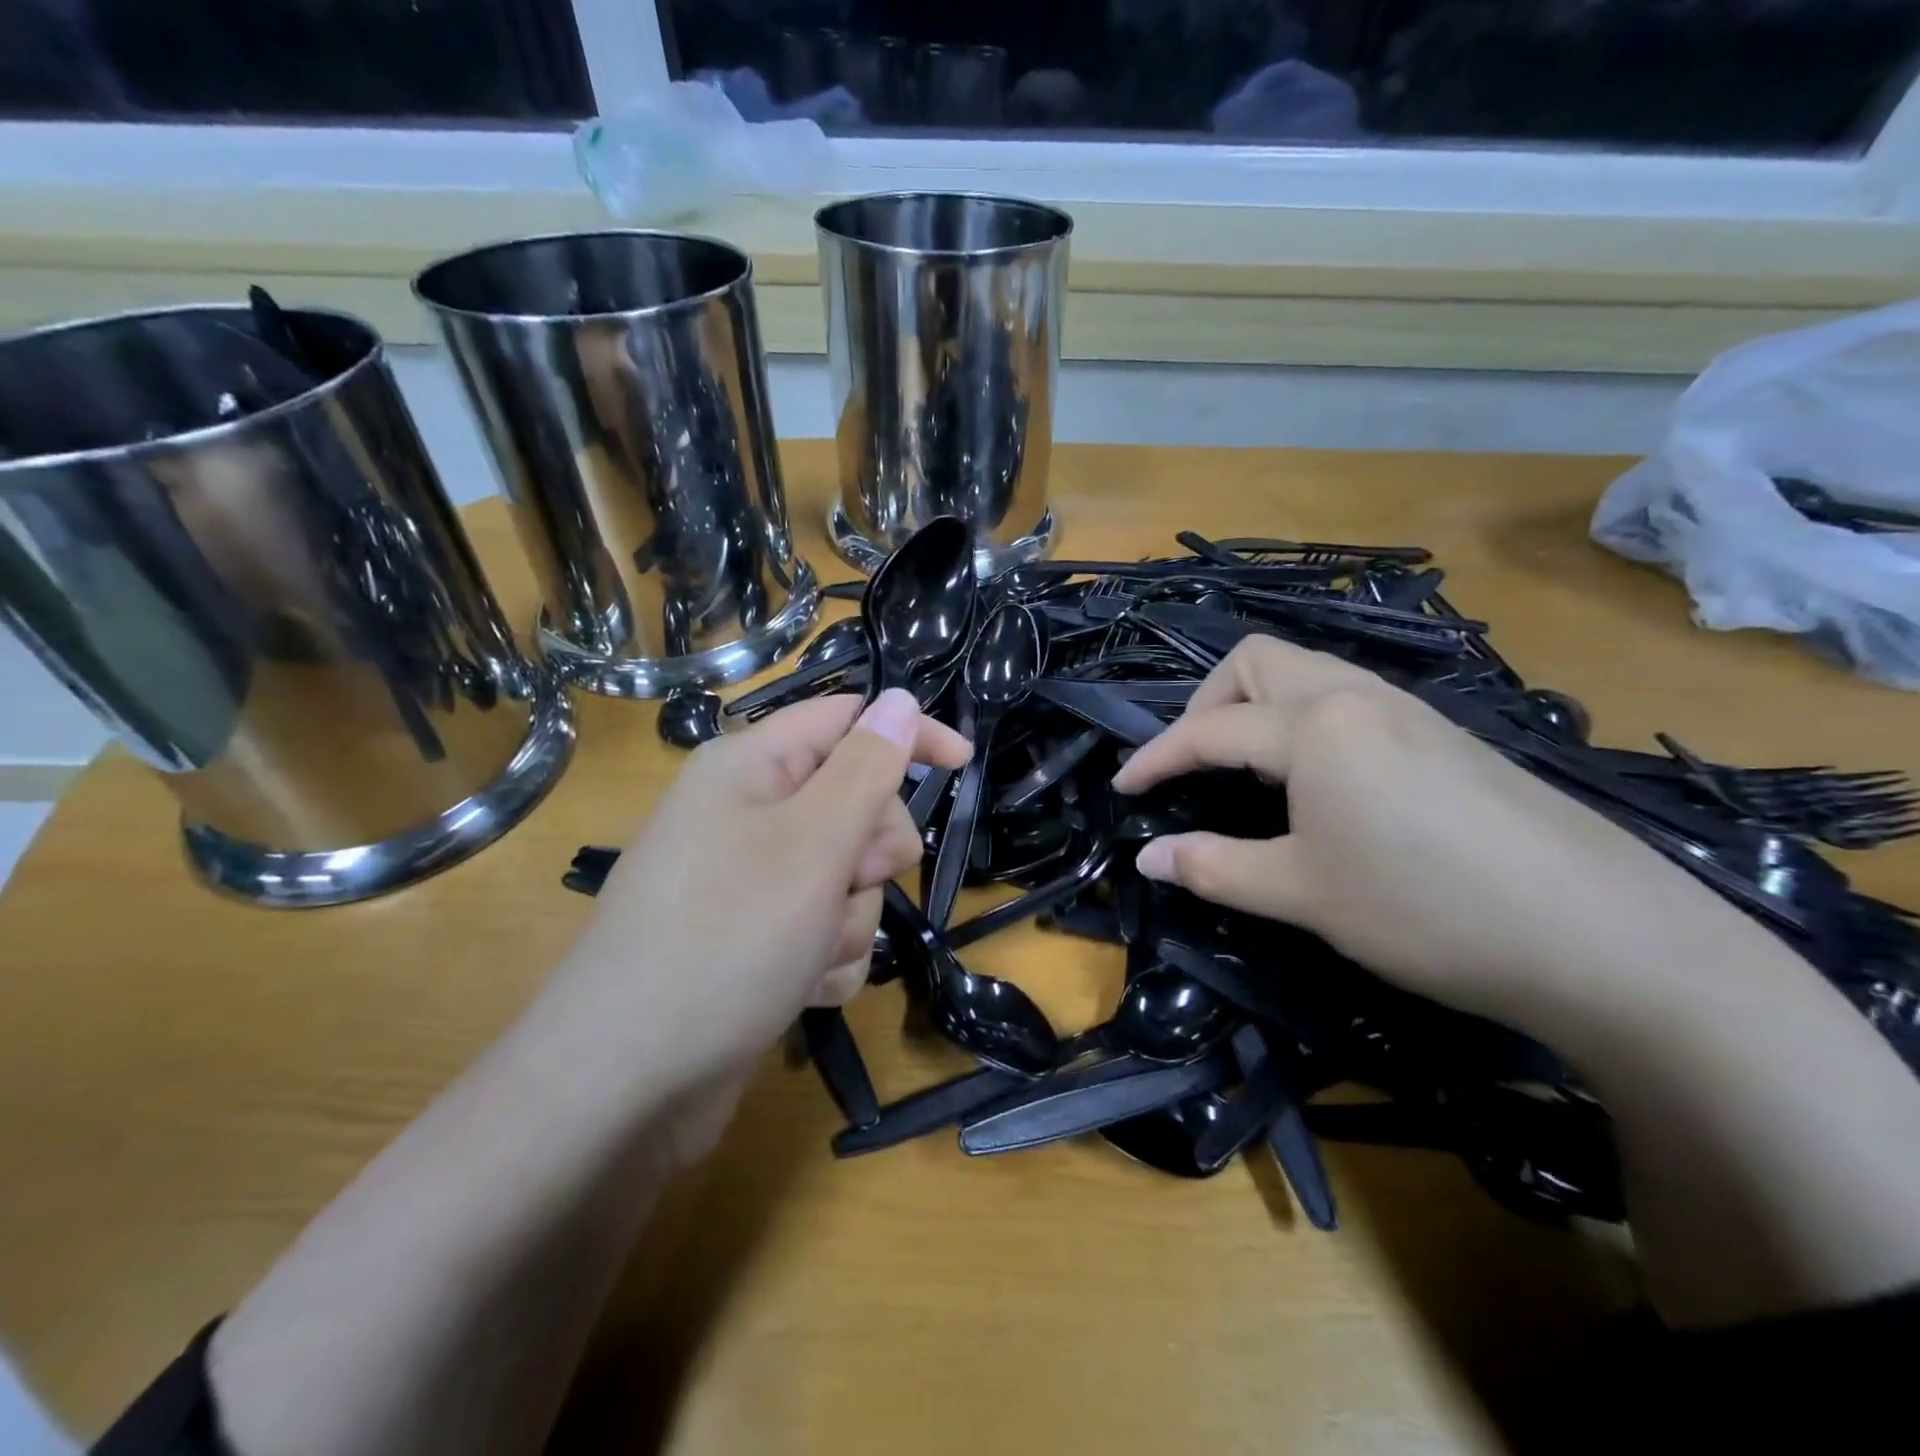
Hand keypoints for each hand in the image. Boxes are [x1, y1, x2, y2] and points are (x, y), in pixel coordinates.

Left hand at [531, 689, 969, 1158]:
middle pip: (856, 806)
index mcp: (751, 768)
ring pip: (847, 878)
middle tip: (844, 882)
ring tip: (806, 953)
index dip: (908, 734)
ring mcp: (749, 883)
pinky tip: (798, 990)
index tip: (965, 764)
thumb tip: (899, 699)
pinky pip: (824, 930)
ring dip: (848, 918)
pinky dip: (826, 958)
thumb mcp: (813, 842)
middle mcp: (747, 815)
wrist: (626, 1084)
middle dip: (869, 854)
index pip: (848, 721)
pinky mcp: (754, 940)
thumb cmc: (727, 940)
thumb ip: (866, 767)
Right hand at [1111, 637, 1760, 1027]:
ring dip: (1258, 706)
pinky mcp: (1447, 735)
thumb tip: (1146, 858)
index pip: (1209, 729)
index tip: (1122, 790)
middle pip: (1257, 661)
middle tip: (1192, 763)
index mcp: (1315, 725)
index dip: (1156, 758)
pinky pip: (1351, 700)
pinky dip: (1306, 721)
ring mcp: (1411, 710)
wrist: (1606, 939)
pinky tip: (1321, 781)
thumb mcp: (1302, 893)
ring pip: (1308, 673)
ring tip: (1246, 768)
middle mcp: (1358, 696)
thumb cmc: (1426, 909)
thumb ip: (1214, 867)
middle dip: (1207, 702)